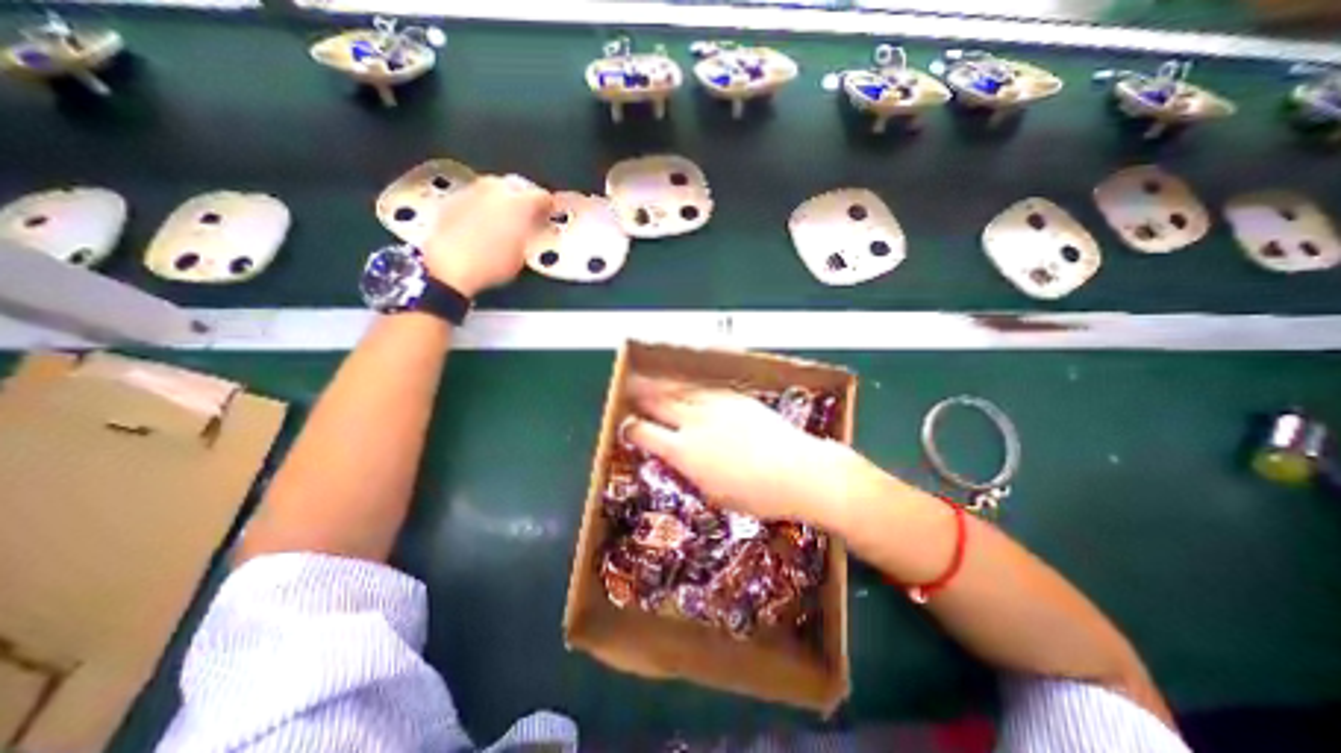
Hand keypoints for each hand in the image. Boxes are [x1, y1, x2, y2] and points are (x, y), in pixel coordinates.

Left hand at [420, 174, 551, 297]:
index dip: (549, 206)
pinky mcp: (453, 198)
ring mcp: (472, 191)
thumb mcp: (522, 254)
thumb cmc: (493, 264)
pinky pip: (475, 196)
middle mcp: (497, 189)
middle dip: (524, 197)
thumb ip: (530, 234)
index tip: (549, 215)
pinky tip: (483, 221)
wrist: (449, 265)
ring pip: (494, 187)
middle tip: (528, 214)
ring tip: (505, 217)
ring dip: (502, 199)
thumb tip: (530, 229)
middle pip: (516, 185)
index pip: (542, 196)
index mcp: (520, 203)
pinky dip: (483, 205)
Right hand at [622, 375, 863, 522]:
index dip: (632, 429)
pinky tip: (686, 382)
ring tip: (650, 377)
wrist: (798, 471)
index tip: (627, 426)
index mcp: (684, 452)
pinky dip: (691, 385)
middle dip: (641, 396)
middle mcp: (694, 423)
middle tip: (630, 388)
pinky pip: (706, 387)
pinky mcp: (735, 398)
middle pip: (659, 403)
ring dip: (662, 385)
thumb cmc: (757, 496)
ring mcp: (716, 406)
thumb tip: (680, 459)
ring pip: (681, 390)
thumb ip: (691, 472)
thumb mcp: (714, 493)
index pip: (646, 434)